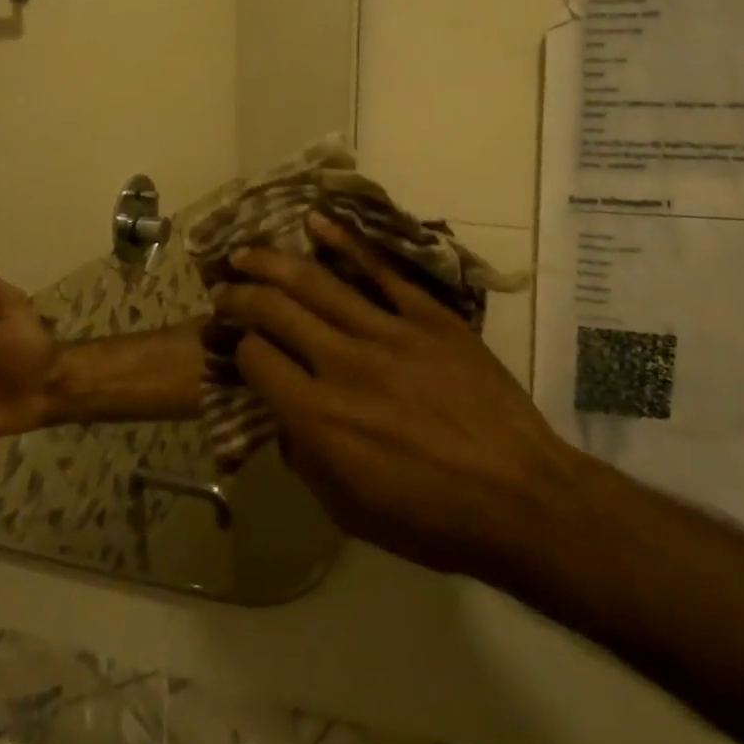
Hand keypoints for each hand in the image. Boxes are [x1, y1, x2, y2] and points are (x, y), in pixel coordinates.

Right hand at [215, 216, 575, 580]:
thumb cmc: (432, 519)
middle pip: (276, 313)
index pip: (255, 360)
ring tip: (246, 253)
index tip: (234, 342)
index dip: (236, 347)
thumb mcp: (349, 510)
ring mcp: (389, 334)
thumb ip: (306, 459)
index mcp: (319, 418)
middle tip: (223, 288)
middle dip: (240, 297)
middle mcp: (343, 365)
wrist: (520, 499)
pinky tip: (318, 224)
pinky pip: (381, 272)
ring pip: (318, 284)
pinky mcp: (429, 317)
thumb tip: (286, 419)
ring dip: (274, 264)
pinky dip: (347, 244)